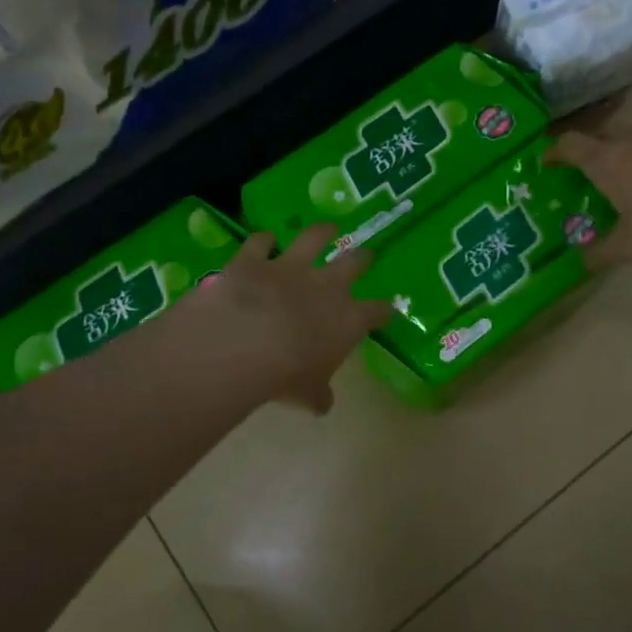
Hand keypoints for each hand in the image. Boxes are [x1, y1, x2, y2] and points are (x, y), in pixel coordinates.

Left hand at [184, 224, 392, 413]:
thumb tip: (322, 404)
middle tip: (368, 254)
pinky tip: (265, 238)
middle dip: (363, 259)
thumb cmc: (286, 375)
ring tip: (329, 226)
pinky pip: (261, 242)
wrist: (244, 343)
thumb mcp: (307, 394)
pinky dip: (263, 239)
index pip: (376, 312)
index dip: (383, 311)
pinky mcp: (255, 259)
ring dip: (322, 231)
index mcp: (348, 320)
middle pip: (353, 264)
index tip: (387, 310)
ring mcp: (290, 267)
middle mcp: (325, 286)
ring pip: (313, 238)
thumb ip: (318, 394)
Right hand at [547, 124, 631, 264]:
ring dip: (619, 151)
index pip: (570, 144)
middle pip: (601, 133)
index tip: (545, 162)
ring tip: (618, 177)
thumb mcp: (630, 246)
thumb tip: (580, 262)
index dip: (554, 151)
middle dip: (587, 147)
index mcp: (608, 160)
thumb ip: (600, 252)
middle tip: (581, 170)